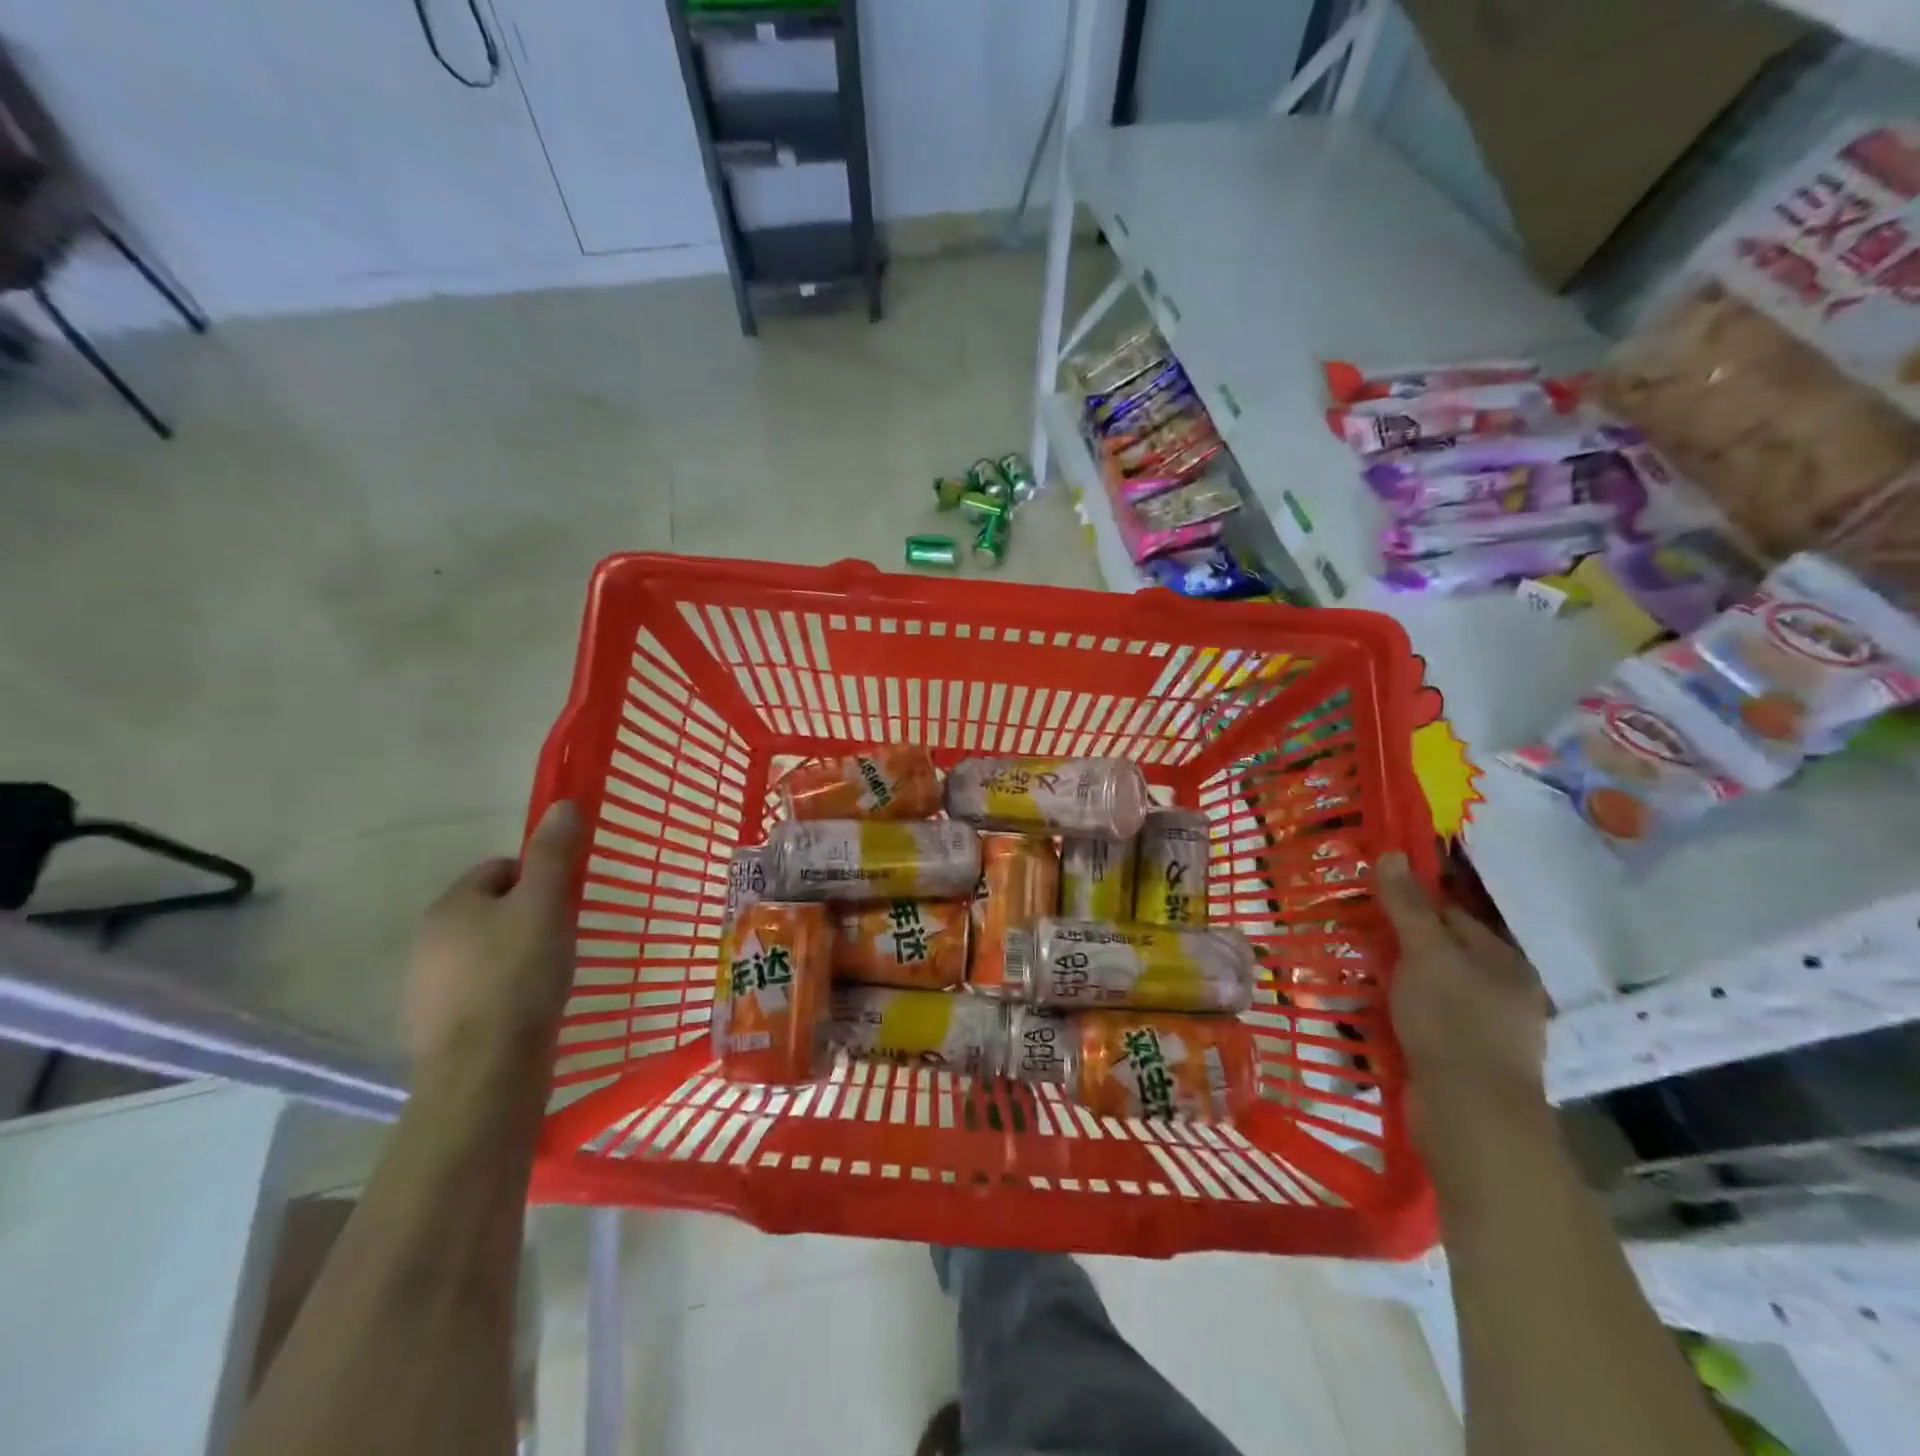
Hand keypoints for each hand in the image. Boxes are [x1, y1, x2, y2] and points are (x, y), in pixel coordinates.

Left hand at [404, 801, 581, 1072]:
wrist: (486, 1071)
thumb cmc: (519, 975)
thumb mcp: (546, 904)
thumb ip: (554, 854)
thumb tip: (562, 803)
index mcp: (451, 906)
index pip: (500, 869)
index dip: (538, 877)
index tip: (566, 901)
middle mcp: (428, 942)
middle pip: (491, 910)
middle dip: (528, 917)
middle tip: (563, 937)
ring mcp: (428, 988)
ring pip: (485, 952)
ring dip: (517, 955)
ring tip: (551, 975)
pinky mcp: (439, 1028)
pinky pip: (480, 991)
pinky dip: (505, 992)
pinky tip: (529, 1008)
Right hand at [1376, 851, 1549, 1123]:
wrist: (1470, 1114)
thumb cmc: (1453, 1021)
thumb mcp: (1425, 953)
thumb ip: (1408, 906)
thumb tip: (1392, 854)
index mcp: (1504, 961)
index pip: (1452, 915)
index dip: (1411, 903)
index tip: (1368, 900)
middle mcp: (1501, 992)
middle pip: (1440, 953)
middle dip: (1397, 945)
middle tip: (1353, 936)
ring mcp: (1483, 1030)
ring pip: (1428, 989)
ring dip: (1393, 982)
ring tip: (1352, 974)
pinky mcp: (1461, 1061)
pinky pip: (1423, 1023)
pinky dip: (1397, 1015)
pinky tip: (1368, 1015)